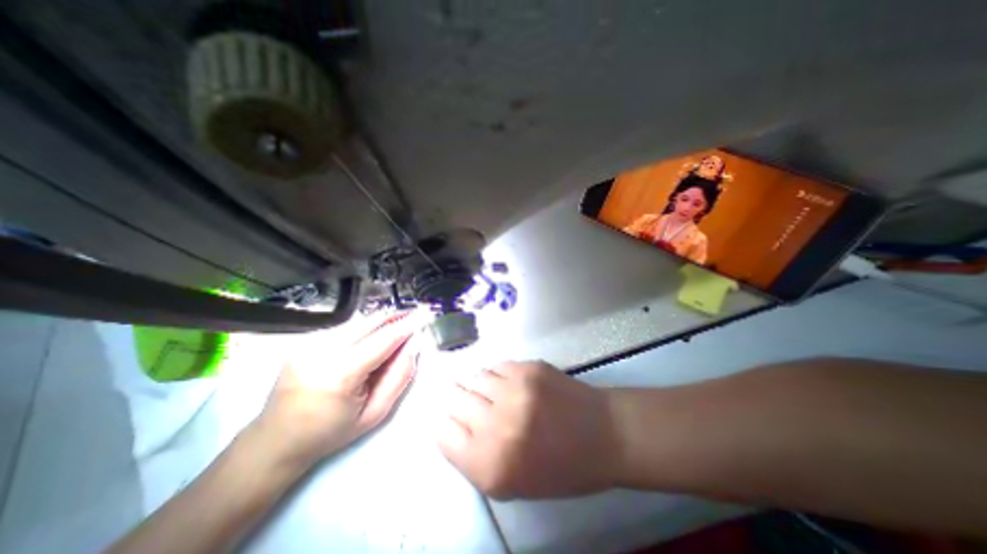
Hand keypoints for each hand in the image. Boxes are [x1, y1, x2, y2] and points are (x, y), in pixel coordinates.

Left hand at [251, 312, 419, 470]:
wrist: (274, 442)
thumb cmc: (329, 433)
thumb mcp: (374, 413)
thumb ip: (399, 376)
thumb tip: (414, 345)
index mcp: (340, 373)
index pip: (384, 339)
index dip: (407, 325)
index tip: (424, 315)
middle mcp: (321, 351)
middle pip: (370, 322)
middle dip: (395, 317)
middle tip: (414, 317)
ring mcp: (308, 344)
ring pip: (357, 322)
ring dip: (379, 324)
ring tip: (394, 332)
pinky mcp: (303, 342)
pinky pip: (344, 329)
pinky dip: (363, 330)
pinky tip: (368, 342)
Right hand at [435, 362, 617, 498]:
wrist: (604, 434)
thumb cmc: (561, 468)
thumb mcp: (512, 484)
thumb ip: (475, 458)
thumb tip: (453, 424)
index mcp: (490, 465)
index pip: (443, 434)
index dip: (447, 426)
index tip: (455, 423)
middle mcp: (497, 425)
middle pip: (454, 399)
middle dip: (458, 402)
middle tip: (471, 404)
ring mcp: (514, 390)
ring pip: (474, 377)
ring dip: (477, 385)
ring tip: (491, 392)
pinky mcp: (529, 367)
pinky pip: (496, 366)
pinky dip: (496, 375)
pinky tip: (508, 383)